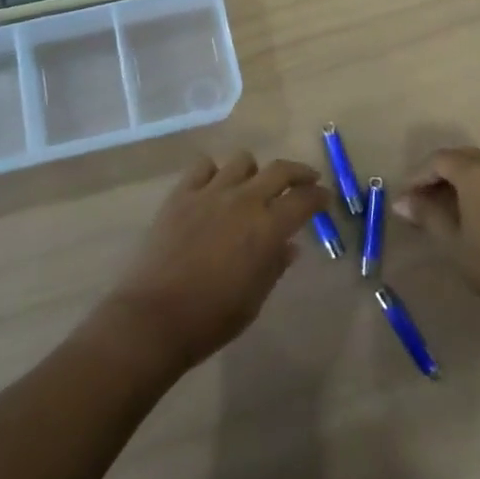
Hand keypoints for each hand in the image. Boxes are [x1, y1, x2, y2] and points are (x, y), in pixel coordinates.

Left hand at [99, 152, 331, 372]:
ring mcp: (210, 192)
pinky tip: (214, 187)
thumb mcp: (255, 298)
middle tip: (306, 180)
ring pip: (242, 160)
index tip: (325, 198)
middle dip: (299, 172)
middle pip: (279, 170)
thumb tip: (289, 246)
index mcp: (267, 228)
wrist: (154, 316)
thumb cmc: (212, 318)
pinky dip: (214, 172)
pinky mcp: (181, 194)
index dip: (319, 196)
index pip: (304, 200)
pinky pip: (203, 166)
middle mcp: (243, 200)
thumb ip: (275, 265)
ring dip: (254, 171)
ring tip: (253, 185)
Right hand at [393, 147, 479, 322]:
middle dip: (437, 175)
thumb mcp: (451, 242)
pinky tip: (473, 211)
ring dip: (459, 180)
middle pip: (460, 158)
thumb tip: (402, 202)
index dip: (418, 176)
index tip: (406, 199)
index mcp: (476, 172)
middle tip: (421, 201)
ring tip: (444, 207)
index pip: (438, 160)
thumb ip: (426, 215)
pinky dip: (479, 186)